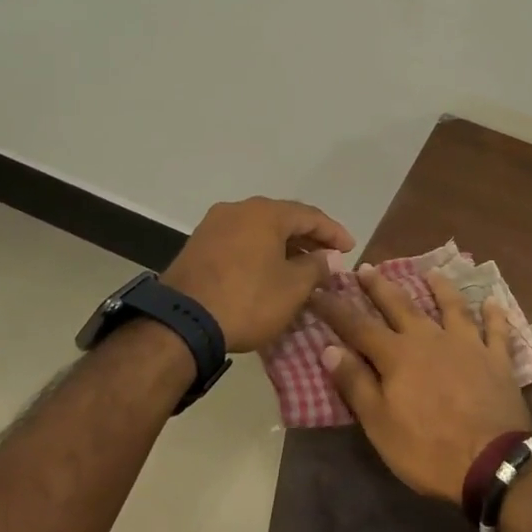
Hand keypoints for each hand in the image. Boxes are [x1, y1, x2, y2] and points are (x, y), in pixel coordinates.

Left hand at [161, 197, 354, 353]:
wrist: (182, 322)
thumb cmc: (247, 300)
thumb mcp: (292, 288)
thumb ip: (316, 267)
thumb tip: (329, 257)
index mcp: (265, 213)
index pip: (310, 215)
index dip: (333, 232)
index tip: (350, 249)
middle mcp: (239, 209)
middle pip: (283, 219)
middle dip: (308, 239)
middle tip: (328, 257)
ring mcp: (214, 225)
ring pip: (259, 231)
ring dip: (283, 247)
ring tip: (301, 268)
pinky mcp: (198, 245)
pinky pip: (240, 242)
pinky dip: (260, 252)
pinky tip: (269, 272)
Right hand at [312, 266, 531, 504]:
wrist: (492, 462)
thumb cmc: (428, 449)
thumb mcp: (380, 424)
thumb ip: (355, 383)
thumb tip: (329, 348)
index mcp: (397, 355)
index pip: (358, 326)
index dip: (336, 308)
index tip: (318, 290)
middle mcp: (430, 338)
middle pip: (401, 305)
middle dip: (380, 286)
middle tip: (366, 267)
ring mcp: (467, 344)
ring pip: (451, 307)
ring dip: (440, 288)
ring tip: (431, 273)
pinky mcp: (497, 359)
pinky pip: (496, 330)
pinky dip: (494, 315)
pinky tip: (492, 301)